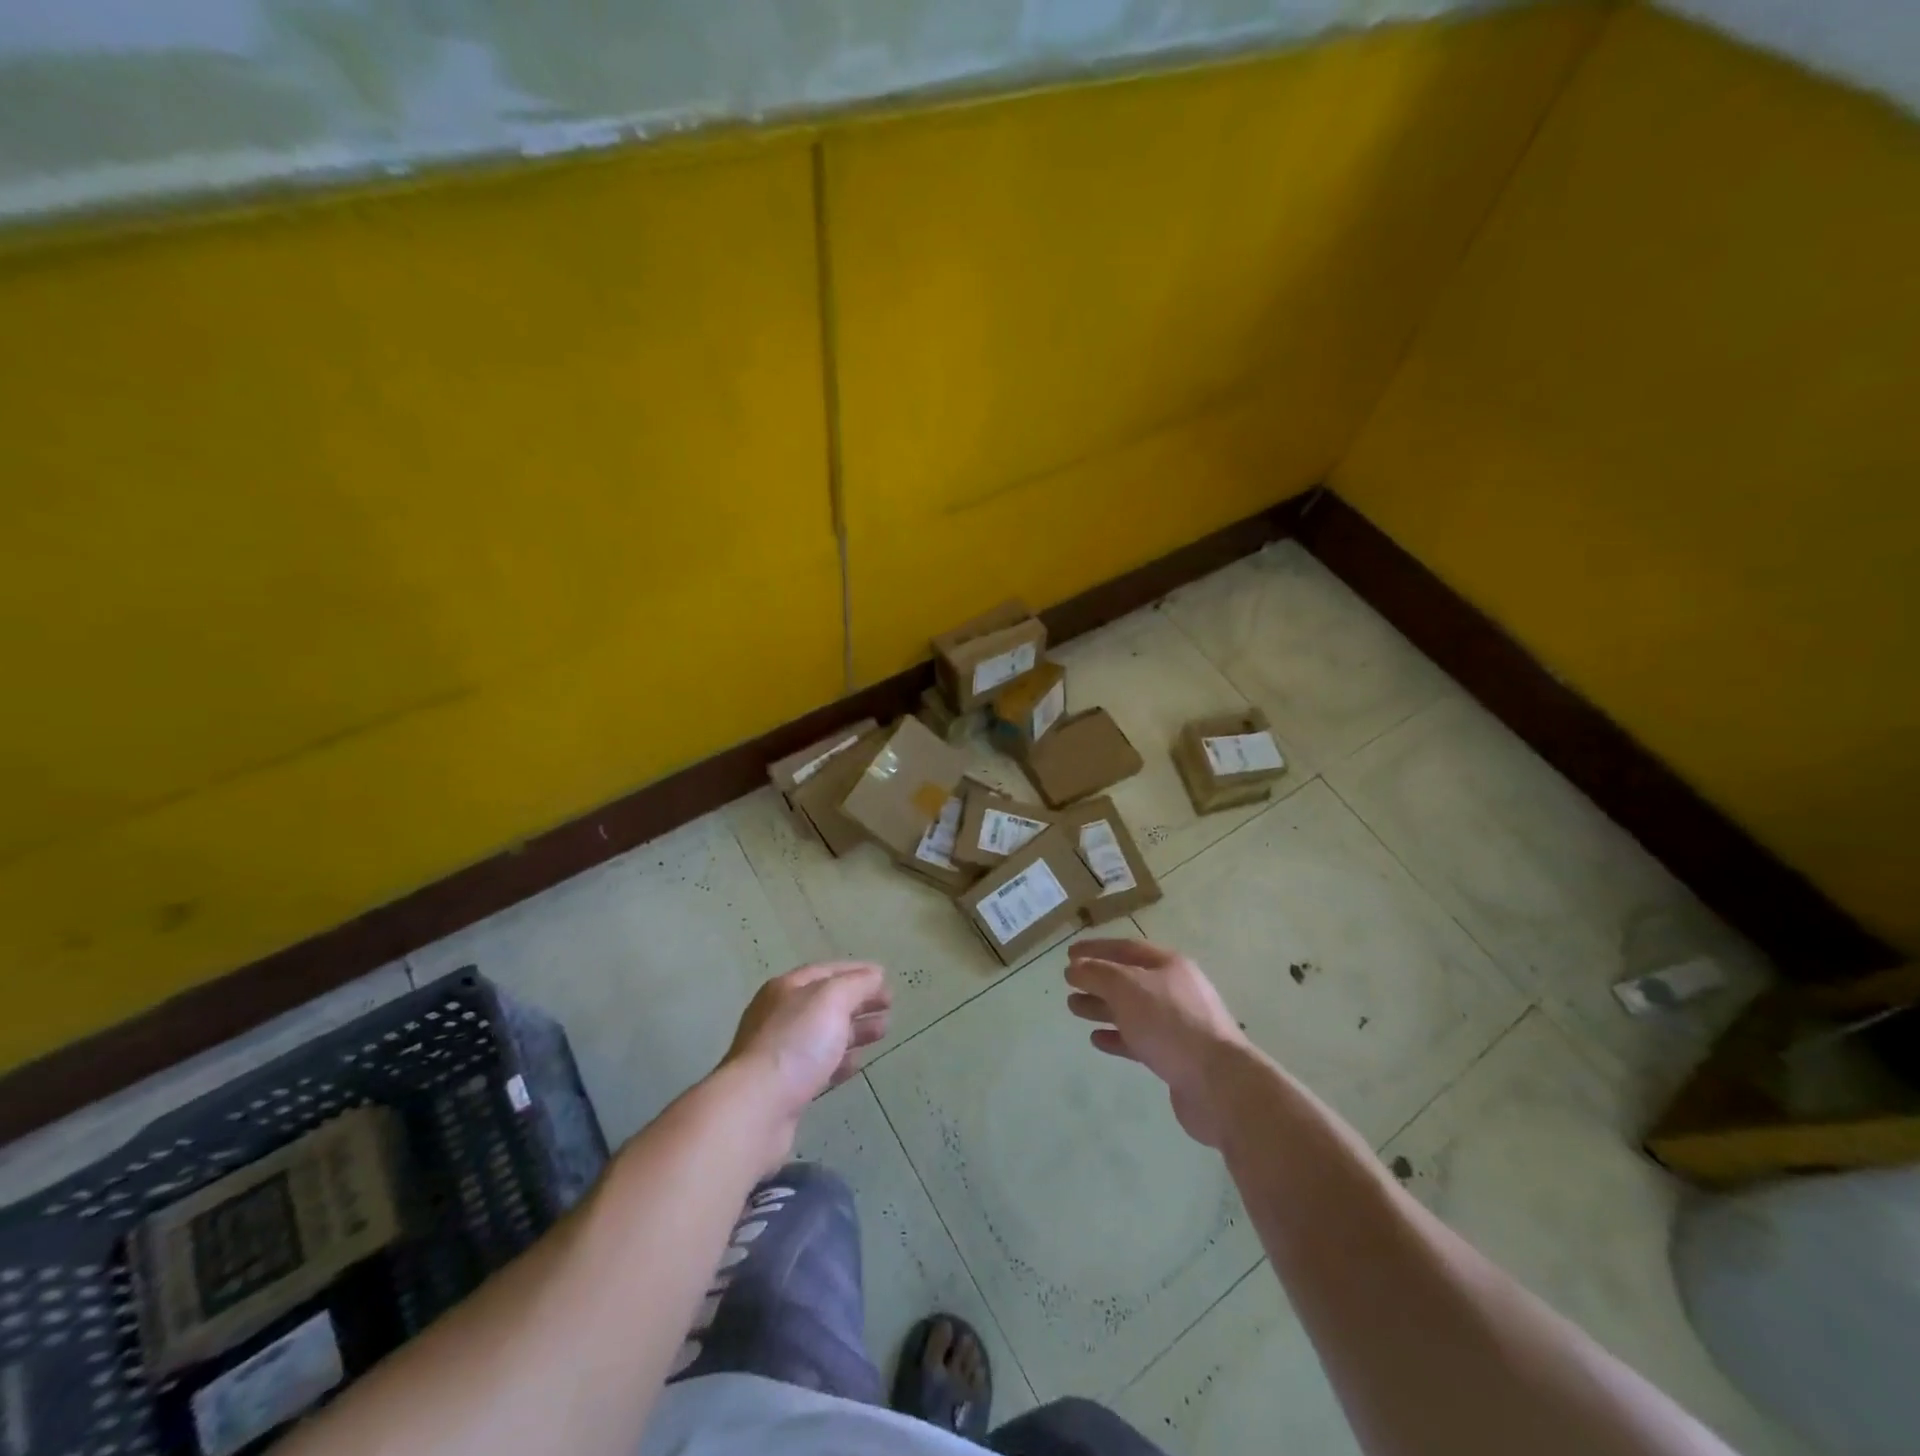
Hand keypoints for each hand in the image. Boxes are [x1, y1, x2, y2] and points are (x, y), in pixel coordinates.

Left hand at [719, 961, 890, 1158]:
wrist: (756, 1108)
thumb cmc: (796, 1043)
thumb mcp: (831, 1000)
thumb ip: (856, 984)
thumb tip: (875, 975)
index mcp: (787, 989)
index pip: (827, 971)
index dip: (857, 971)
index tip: (885, 977)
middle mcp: (781, 1016)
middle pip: (826, 1002)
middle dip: (859, 1001)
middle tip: (890, 1006)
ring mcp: (781, 1052)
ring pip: (825, 1034)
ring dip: (855, 1030)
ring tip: (883, 1032)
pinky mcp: (786, 1087)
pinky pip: (819, 1065)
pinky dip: (841, 1060)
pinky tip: (857, 1064)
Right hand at [1065, 940, 1252, 1146]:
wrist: (1218, 1083)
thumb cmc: (1170, 1023)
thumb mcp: (1127, 988)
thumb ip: (1097, 974)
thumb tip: (1075, 967)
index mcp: (1169, 965)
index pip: (1126, 948)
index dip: (1096, 948)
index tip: (1069, 953)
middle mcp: (1175, 990)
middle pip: (1129, 979)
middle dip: (1097, 980)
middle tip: (1069, 983)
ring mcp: (1178, 1024)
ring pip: (1132, 1010)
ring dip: (1102, 1007)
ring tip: (1074, 1008)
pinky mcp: (1176, 1056)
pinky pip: (1140, 1040)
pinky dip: (1117, 1037)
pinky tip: (1097, 1039)